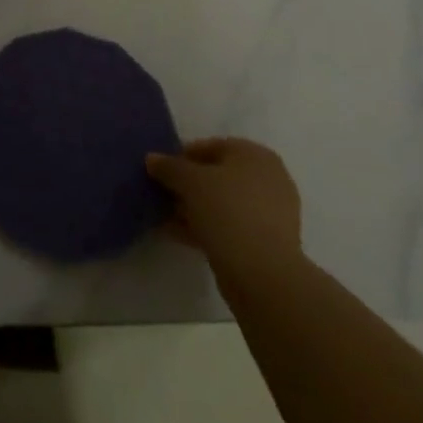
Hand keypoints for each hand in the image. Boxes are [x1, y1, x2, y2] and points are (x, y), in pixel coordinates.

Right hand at [147, 138, 304, 297]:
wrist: (263, 276)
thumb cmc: (228, 212)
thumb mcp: (190, 181)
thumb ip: (169, 166)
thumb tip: (152, 159)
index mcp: (255, 155)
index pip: (211, 146)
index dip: (182, 156)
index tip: (161, 171)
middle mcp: (267, 179)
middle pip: (217, 176)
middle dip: (187, 185)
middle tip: (162, 195)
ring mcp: (269, 213)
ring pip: (222, 203)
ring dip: (193, 208)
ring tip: (165, 217)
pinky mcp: (265, 243)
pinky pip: (229, 226)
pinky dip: (205, 227)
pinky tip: (178, 235)